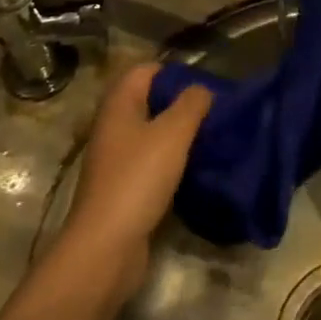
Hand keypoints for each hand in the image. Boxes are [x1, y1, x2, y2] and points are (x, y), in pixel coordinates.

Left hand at [61, 63, 210, 298]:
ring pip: (153, 135)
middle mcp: (114, 128)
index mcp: (119, 106)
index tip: (205, 83)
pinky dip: (173, 162)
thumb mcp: (172, 133)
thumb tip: (203, 88)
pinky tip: (196, 169)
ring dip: (179, 134)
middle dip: (181, 103)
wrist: (105, 249)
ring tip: (211, 137)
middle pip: (150, 102)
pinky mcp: (124, 190)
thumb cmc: (137, 179)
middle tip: (214, 110)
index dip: (174, 71)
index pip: (145, 70)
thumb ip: (191, 104)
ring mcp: (117, 161)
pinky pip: (152, 163)